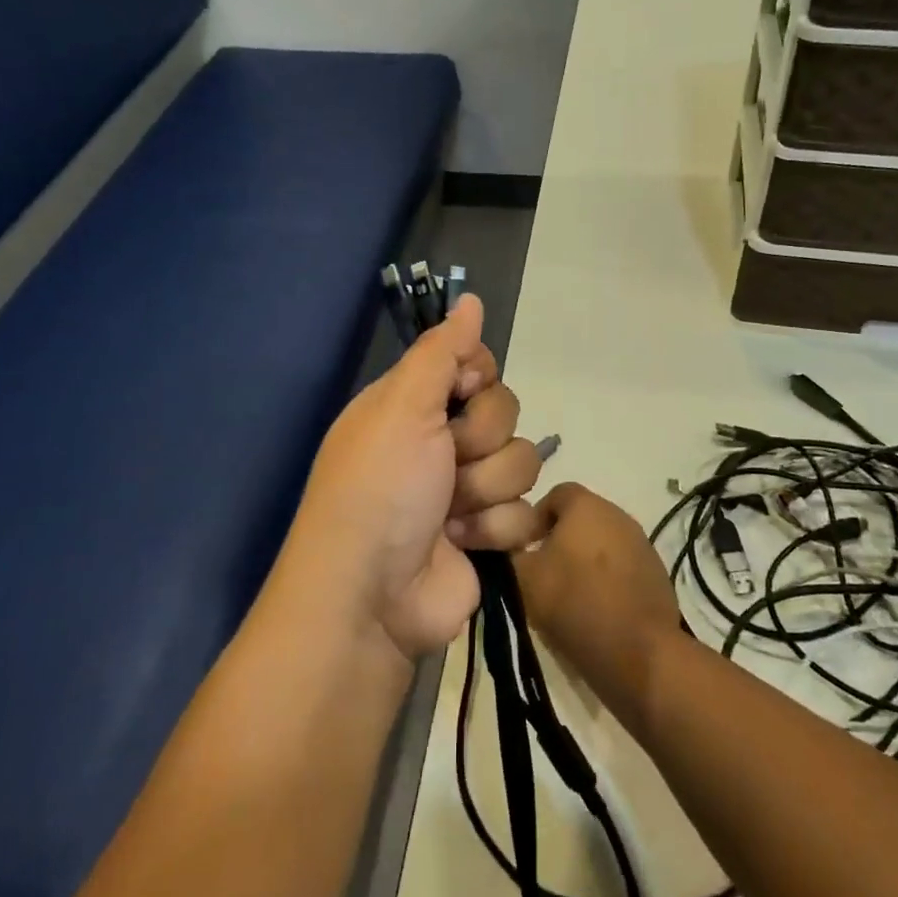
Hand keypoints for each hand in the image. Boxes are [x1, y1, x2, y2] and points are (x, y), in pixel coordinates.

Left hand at [291, 296, 546, 660]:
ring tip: (450, 515)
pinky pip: (526, 512)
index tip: (461, 393)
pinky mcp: (488, 534)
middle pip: (505, 412)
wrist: (371, 598)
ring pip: (522, 462)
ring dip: (487, 490)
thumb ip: (440, 351)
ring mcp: (467, 490)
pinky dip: (495, 529)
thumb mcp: (401, 407)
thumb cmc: (379, 490)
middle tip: (447, 462)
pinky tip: (462, 544)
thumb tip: (469, 298)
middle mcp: (441, 442)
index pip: (476, 366)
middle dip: (480, 440)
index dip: (478, 378)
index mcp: (413, 406)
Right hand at [512, 484, 679, 718]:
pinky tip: (596, 609)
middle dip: (558, 540)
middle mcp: (618, 514)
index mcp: (586, 504)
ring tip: (567, 595)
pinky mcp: (657, 573)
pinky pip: (622, 566)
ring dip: (583, 561)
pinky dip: (606, 580)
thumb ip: (508, 553)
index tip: (522, 548)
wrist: (639, 653)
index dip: (533, 518)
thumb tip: (505, 545)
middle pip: (580, 518)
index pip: (554, 493)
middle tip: (541, 574)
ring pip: (601, 543)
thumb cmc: (575, 603)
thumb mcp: (523, 578)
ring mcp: (642, 543)